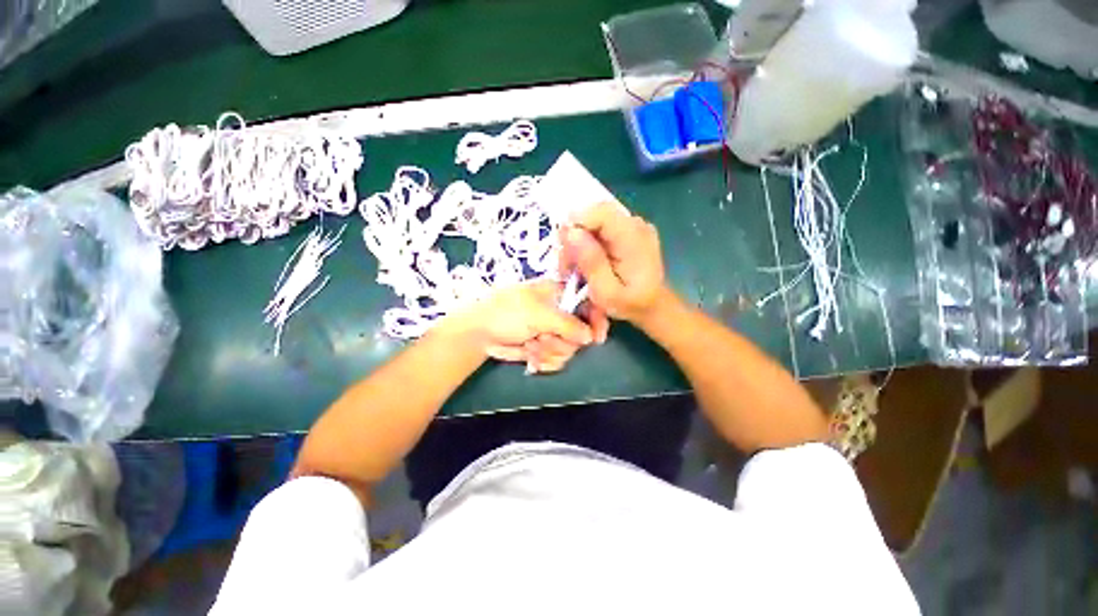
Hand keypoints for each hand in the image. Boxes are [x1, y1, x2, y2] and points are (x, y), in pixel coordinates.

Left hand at [441, 280, 592, 372]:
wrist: (480, 334)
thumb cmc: (505, 313)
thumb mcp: (536, 313)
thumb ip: (566, 324)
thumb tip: (590, 336)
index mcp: (560, 295)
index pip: (589, 304)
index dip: (596, 319)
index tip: (597, 337)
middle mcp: (560, 313)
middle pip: (581, 333)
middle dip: (562, 341)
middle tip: (541, 338)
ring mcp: (553, 333)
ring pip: (570, 350)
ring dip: (549, 352)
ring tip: (530, 345)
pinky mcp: (545, 349)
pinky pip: (557, 361)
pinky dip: (543, 361)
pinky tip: (530, 356)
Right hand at [560, 203, 668, 324]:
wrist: (653, 306)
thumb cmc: (629, 304)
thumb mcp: (606, 292)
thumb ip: (590, 262)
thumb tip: (571, 233)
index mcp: (634, 238)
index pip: (600, 212)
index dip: (575, 224)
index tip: (563, 248)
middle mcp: (636, 224)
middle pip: (594, 215)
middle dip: (573, 236)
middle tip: (566, 265)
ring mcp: (633, 225)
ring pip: (594, 221)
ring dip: (578, 242)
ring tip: (573, 268)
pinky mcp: (628, 230)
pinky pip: (601, 228)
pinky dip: (588, 243)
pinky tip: (585, 261)